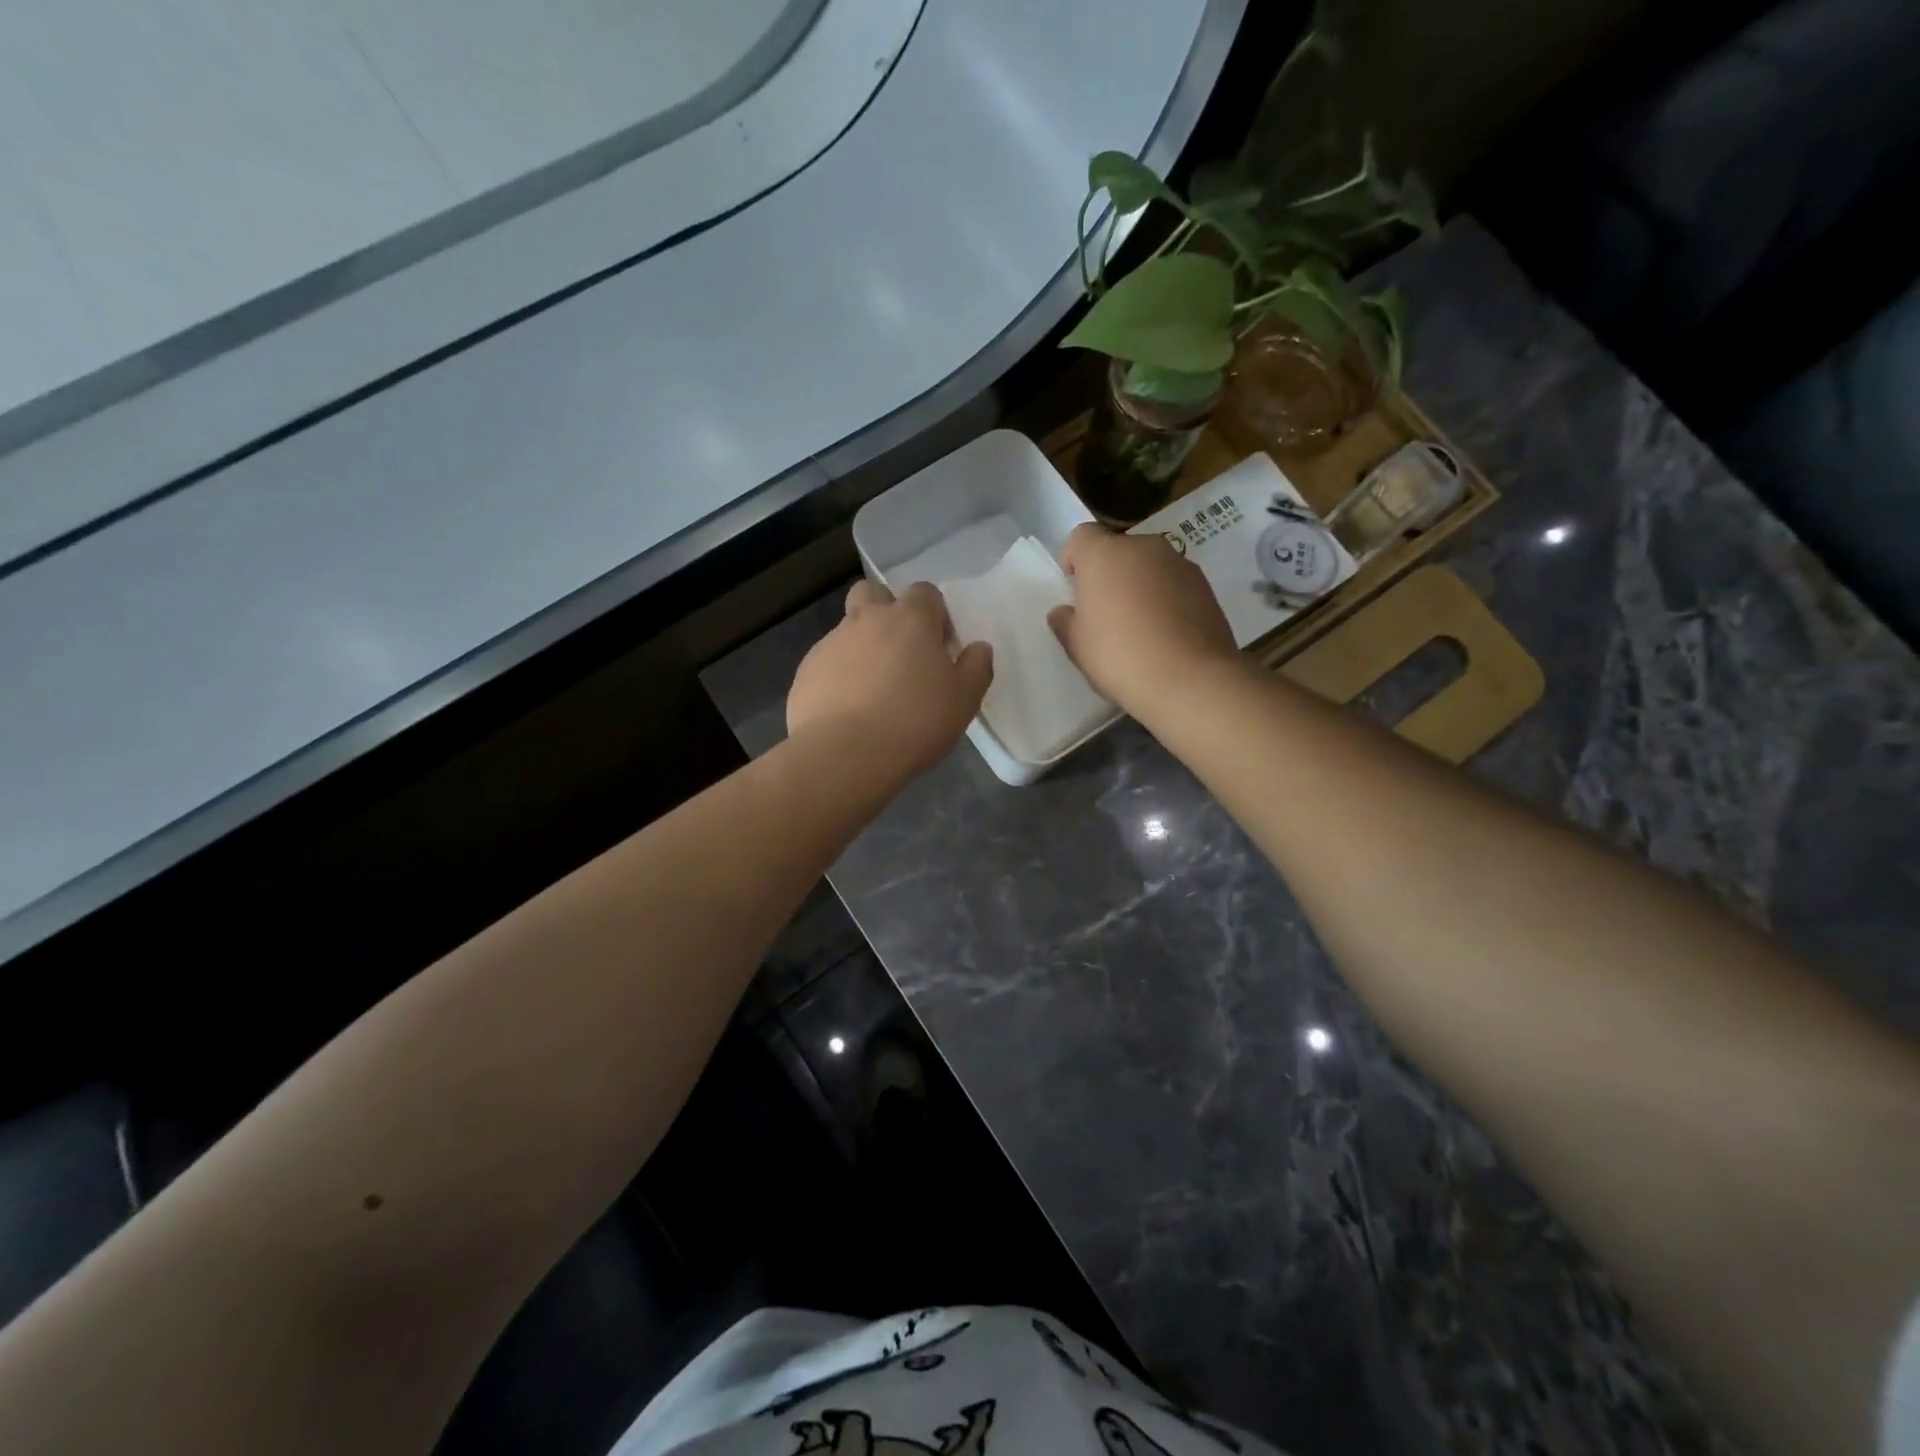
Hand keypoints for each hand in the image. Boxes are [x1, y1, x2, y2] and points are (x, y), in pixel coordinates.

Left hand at [787, 580, 992, 781]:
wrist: (845, 755)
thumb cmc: (915, 722)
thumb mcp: (964, 699)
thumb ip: (976, 667)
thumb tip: (978, 648)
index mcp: (910, 619)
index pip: (925, 592)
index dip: (935, 614)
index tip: (940, 647)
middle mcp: (867, 620)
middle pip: (873, 593)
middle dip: (886, 611)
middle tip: (900, 651)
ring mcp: (831, 644)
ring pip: (848, 630)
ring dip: (862, 647)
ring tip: (873, 690)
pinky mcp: (806, 672)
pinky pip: (827, 663)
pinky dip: (839, 676)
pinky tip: (848, 709)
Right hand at [1048, 523, 1238, 716]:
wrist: (1189, 679)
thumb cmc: (1119, 656)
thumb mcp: (1076, 645)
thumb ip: (1065, 622)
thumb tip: (1065, 612)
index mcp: (1104, 554)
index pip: (1082, 536)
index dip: (1074, 559)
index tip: (1075, 589)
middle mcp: (1144, 548)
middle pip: (1119, 550)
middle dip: (1110, 574)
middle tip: (1105, 613)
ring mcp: (1180, 564)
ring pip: (1150, 567)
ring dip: (1140, 586)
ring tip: (1139, 627)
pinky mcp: (1206, 586)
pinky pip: (1175, 585)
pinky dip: (1167, 600)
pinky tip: (1166, 635)